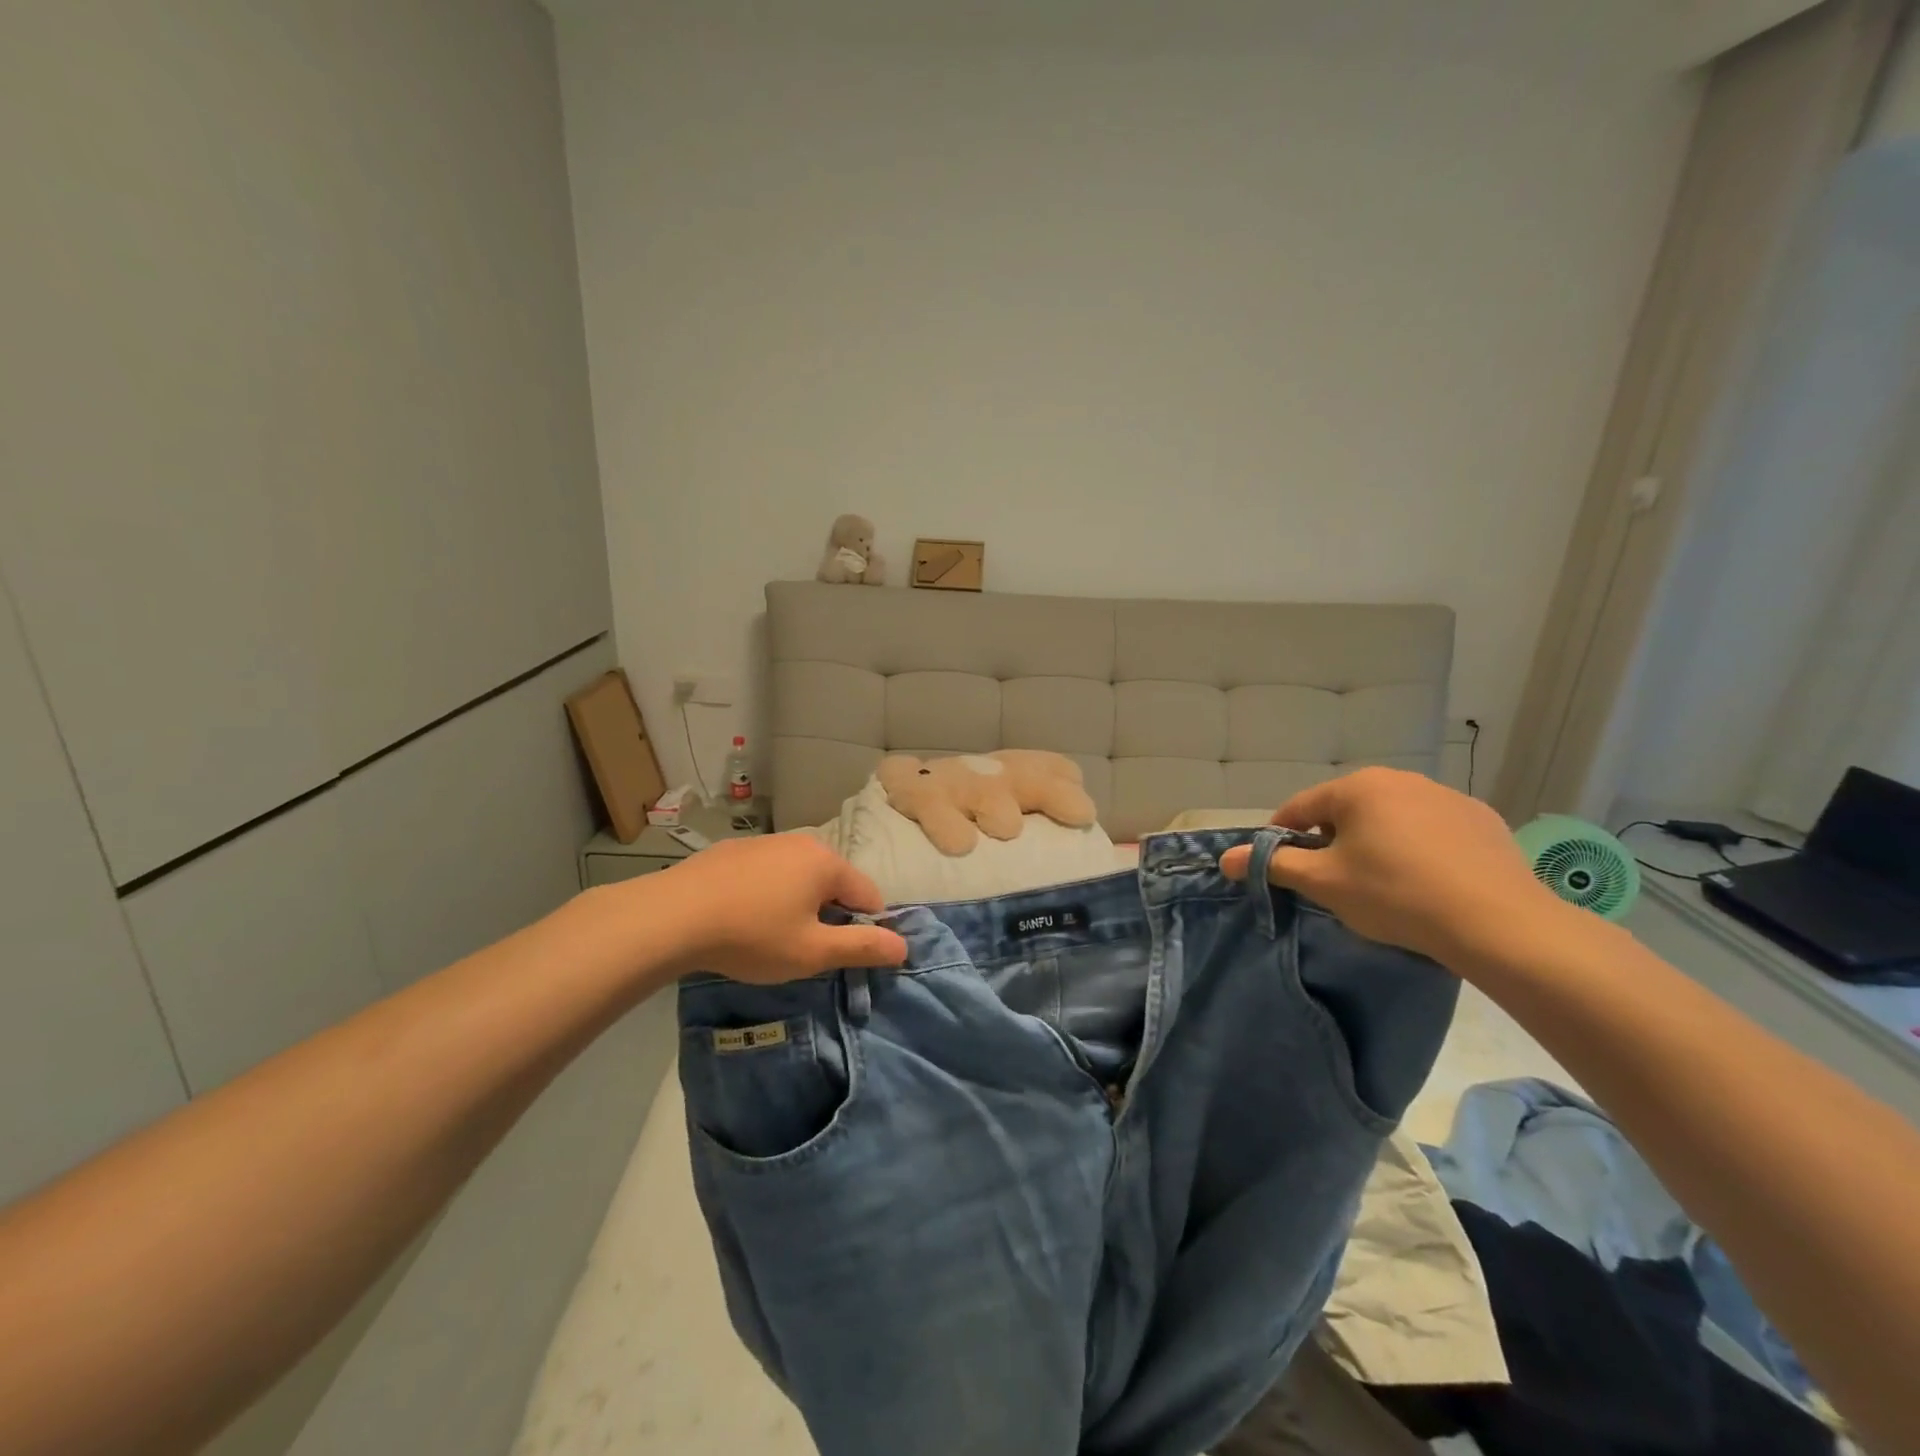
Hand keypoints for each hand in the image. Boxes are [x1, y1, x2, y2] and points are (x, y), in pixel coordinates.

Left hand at [649, 834, 907, 983]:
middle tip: (802, 948)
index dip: (864, 928)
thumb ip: (861, 948)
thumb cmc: (752, 936)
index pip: (868, 896)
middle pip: (833, 882)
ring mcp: (765, 842)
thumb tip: (904, 947)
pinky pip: (766, 872)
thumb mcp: (812, 952)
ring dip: (797, 902)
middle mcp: (802, 843)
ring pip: (798, 875)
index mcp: (827, 863)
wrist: (672, 916)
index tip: (840, 954)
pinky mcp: (733, 850)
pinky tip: (740, 916)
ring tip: (768, 935)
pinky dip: (766, 892)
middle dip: (828, 913)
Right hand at [1217, 767, 1563, 966]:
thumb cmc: (1395, 895)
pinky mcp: (1482, 819)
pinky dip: (1419, 848)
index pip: (1299, 808)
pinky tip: (1428, 881)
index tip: (1285, 869)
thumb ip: (1273, 864)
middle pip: (1345, 810)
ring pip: (1389, 817)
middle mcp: (1399, 779)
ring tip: (1383, 884)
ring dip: (1375, 842)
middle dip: (1332, 841)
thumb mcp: (1324, 883)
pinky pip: (1431, 829)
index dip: (1283, 838)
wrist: (1498, 923)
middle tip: (1335, 882)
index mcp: (1356, 788)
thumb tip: (1224, 857)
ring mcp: (1446, 796)